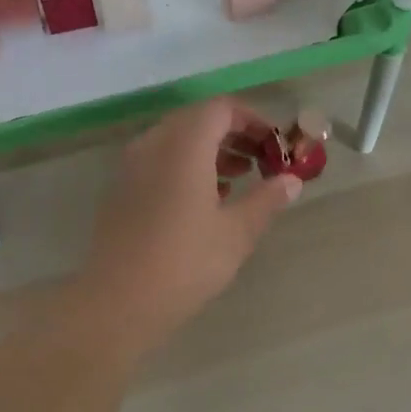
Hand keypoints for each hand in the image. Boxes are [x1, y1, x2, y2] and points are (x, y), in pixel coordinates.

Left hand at [73, 97, 301, 359]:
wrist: (119, 301)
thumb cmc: (185, 263)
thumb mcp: (237, 232)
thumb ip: (266, 199)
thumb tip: (291, 181)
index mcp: (184, 145)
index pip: (221, 109)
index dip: (253, 120)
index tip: (275, 145)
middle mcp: (153, 144)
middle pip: (197, 120)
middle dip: (233, 135)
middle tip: (261, 161)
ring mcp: (131, 166)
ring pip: (176, 140)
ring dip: (210, 151)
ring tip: (239, 180)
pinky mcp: (121, 189)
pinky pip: (159, 161)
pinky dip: (186, 166)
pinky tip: (206, 200)